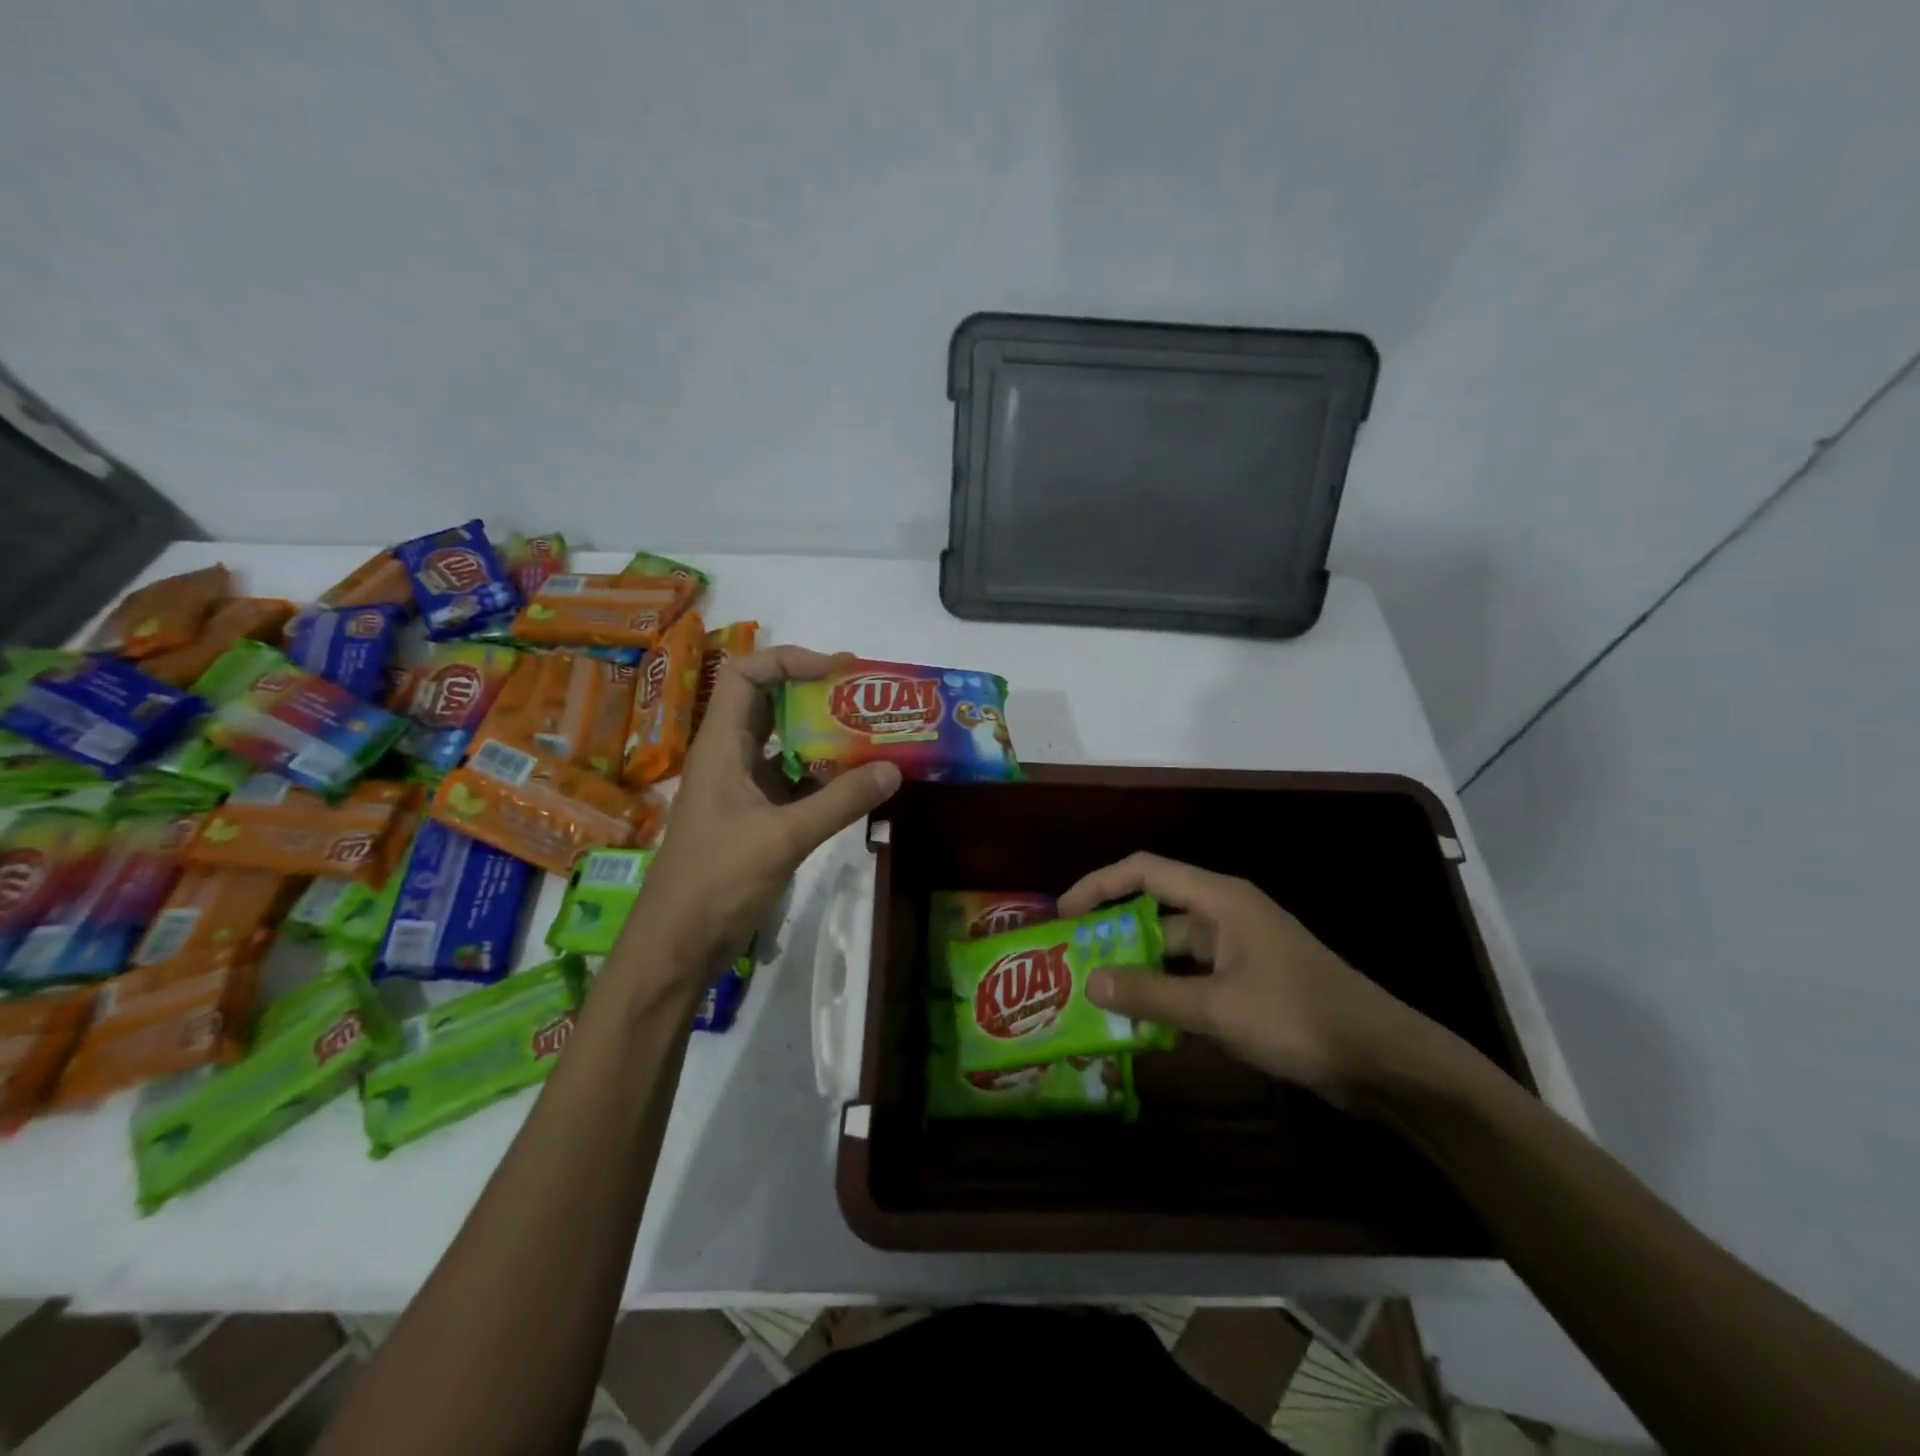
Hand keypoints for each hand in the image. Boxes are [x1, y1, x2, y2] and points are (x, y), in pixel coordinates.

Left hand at [623, 646, 900, 982]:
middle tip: (864, 698)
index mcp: (721, 747)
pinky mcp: (753, 820)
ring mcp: (741, 790)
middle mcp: (729, 758)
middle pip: (768, 705)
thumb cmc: (717, 881)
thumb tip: (893, 768)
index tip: (836, 671)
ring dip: (822, 738)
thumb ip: (839, 802)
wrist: (677, 946)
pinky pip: (790, 783)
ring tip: (869, 736)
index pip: (746, 675)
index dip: (789, 660)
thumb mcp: (784, 837)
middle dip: (814, 695)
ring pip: (783, 746)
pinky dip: (821, 778)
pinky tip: (855, 785)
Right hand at [1057, 853, 1452, 1110]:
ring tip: (1099, 996)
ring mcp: (1241, 949)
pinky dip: (1168, 993)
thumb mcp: (1217, 1007)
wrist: (1383, 1060)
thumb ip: (1151, 994)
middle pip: (1156, 910)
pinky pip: (1195, 978)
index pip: (1145, 871)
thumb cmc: (1298, 1017)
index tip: (1065, 913)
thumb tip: (1090, 981)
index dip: (1100, 885)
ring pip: (1174, 950)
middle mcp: (1227, 914)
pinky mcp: (1252, 982)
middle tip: (1074, 962)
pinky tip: (1145, 1023)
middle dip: (1114, 933)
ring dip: (1140, 970)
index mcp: (1220, 900)